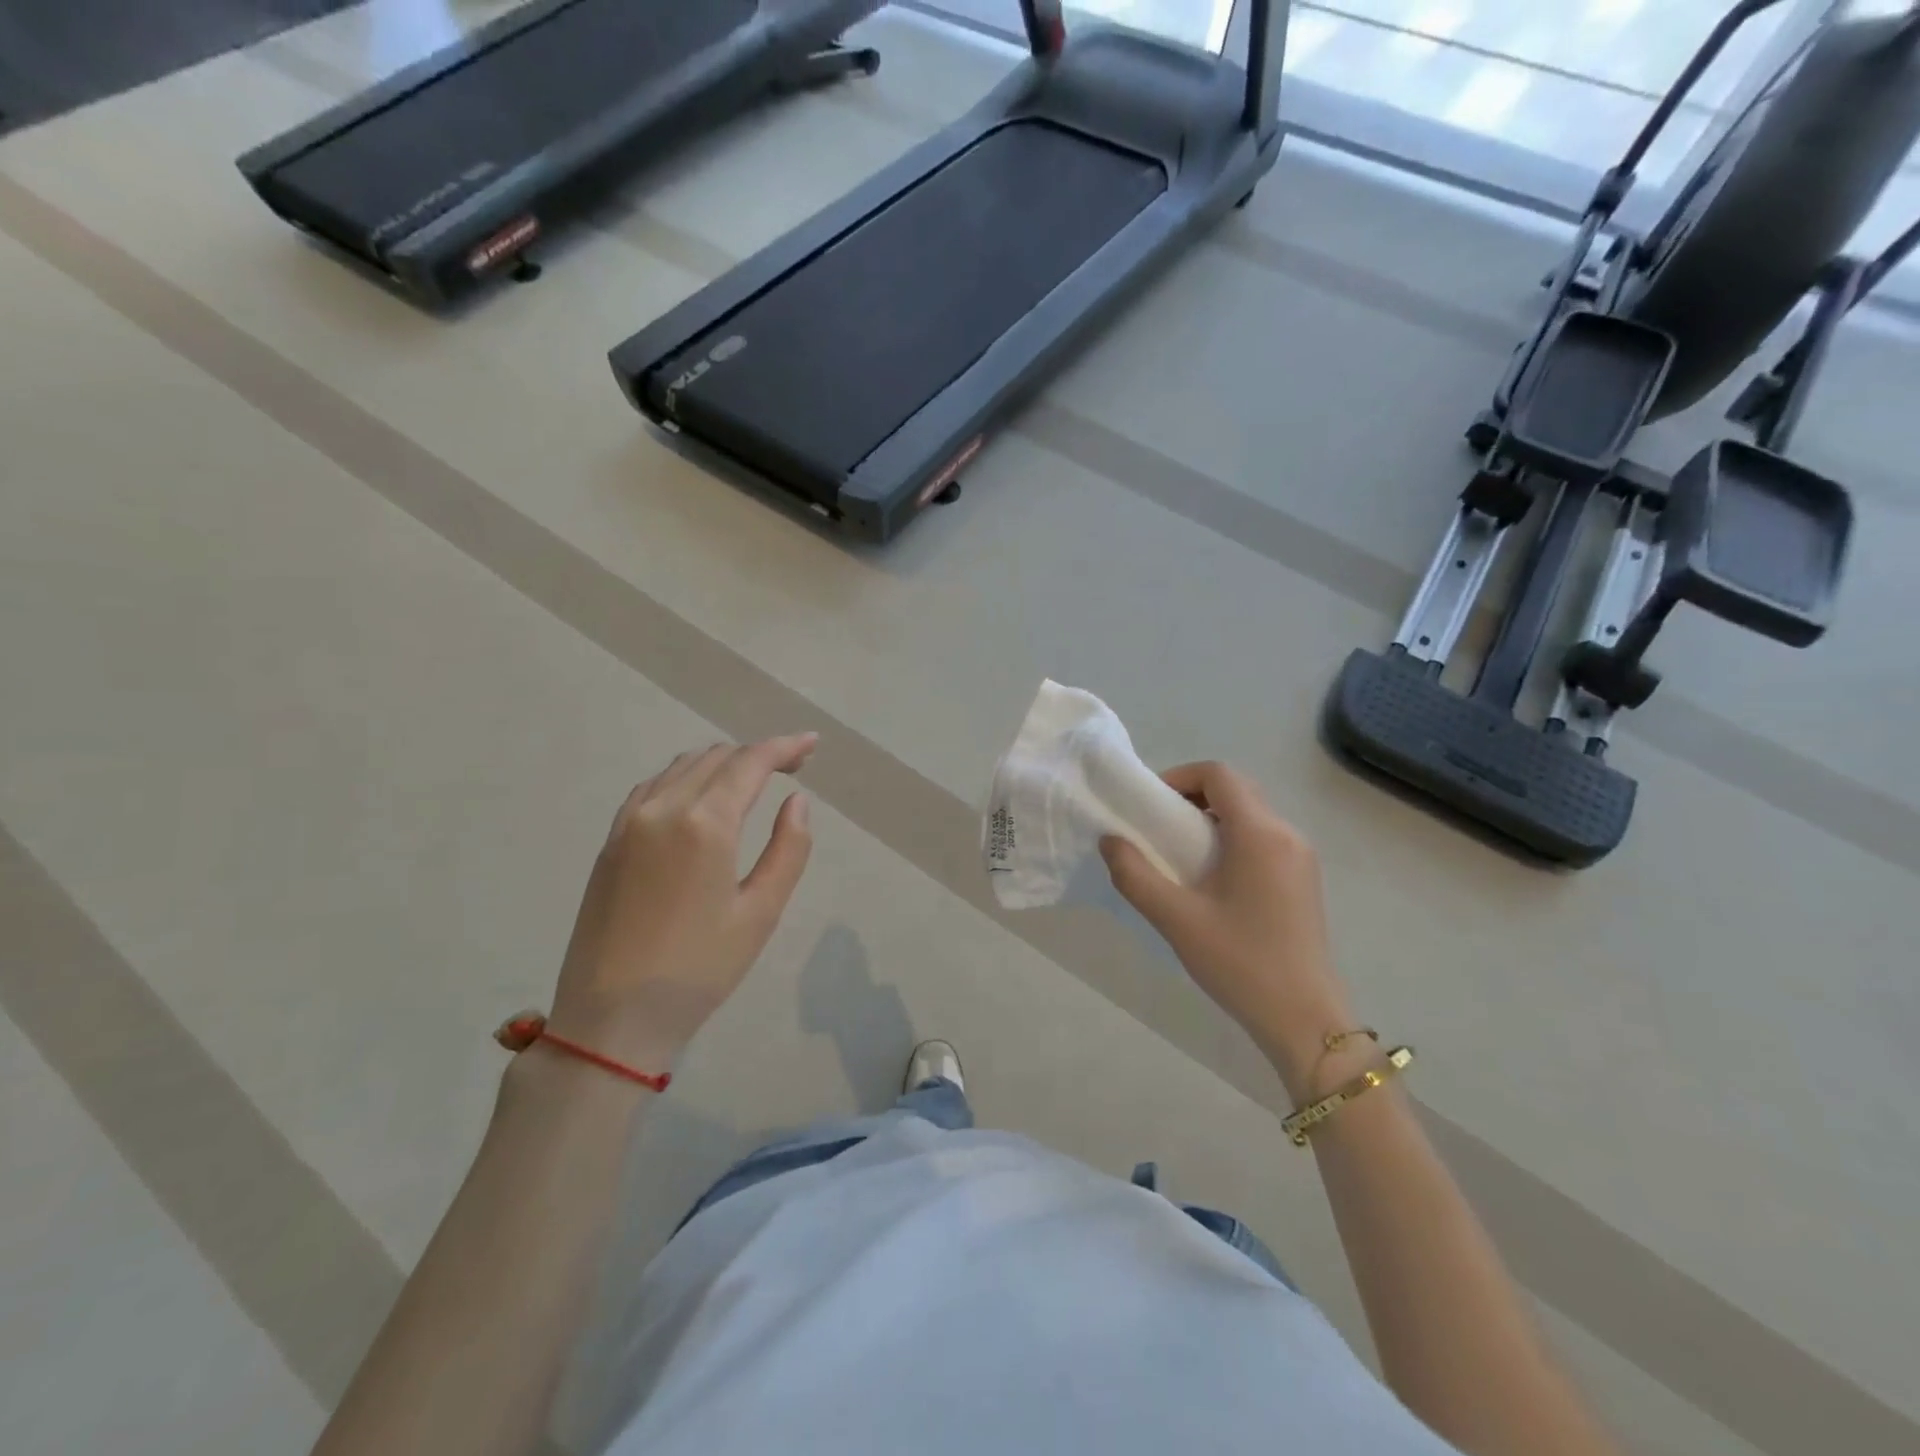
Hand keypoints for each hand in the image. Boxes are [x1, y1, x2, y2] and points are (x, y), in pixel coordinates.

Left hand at [546, 735, 816, 1071]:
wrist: (612, 1017)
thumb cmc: (699, 969)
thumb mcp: (761, 912)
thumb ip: (789, 848)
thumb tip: (797, 800)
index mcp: (705, 823)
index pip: (750, 762)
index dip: (785, 747)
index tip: (812, 743)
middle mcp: (663, 807)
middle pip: (717, 757)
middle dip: (758, 753)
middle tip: (793, 767)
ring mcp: (629, 821)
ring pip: (683, 766)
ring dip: (723, 762)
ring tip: (753, 779)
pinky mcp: (611, 840)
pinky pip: (654, 786)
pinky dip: (687, 777)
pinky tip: (702, 796)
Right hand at [1101, 762, 1356, 1100]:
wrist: (1304, 1020)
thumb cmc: (1240, 963)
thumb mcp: (1176, 919)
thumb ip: (1135, 875)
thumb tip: (1110, 841)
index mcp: (1260, 834)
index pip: (1218, 774)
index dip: (1179, 777)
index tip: (1150, 806)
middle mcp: (1287, 834)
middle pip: (1236, 789)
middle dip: (1192, 796)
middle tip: (1159, 828)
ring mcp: (1301, 857)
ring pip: (1251, 813)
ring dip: (1211, 819)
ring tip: (1179, 855)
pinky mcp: (1304, 879)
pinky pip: (1263, 838)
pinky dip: (1232, 839)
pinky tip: (1211, 879)